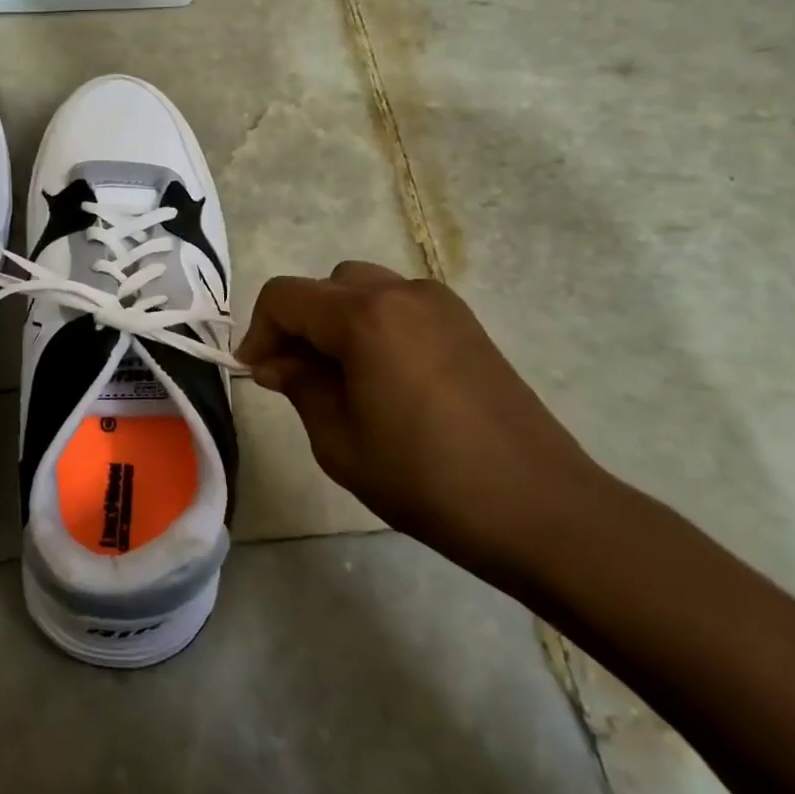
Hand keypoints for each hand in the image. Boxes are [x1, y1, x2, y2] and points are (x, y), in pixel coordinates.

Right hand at [237, 262, 607, 569]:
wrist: (538, 507)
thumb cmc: (424, 478)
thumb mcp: (338, 440)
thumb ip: (300, 386)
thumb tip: (277, 362)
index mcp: (365, 316)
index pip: (285, 296)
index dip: (258, 331)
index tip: (256, 374)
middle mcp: (402, 292)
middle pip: (325, 286)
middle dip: (298, 324)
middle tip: (293, 377)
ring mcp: (441, 305)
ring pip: (363, 289)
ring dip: (336, 322)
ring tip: (338, 378)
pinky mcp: (467, 325)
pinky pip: (399, 306)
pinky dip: (373, 326)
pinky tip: (381, 378)